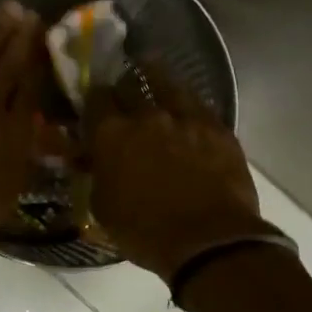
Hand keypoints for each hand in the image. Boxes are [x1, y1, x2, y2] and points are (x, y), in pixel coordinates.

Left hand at [0, 1, 43, 256]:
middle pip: (7, 62)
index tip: (45, 36)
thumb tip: (36, 130)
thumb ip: (23, 155)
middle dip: (19, 35)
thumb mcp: (8, 191)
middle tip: (28, 11)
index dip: (38, 59)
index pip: (31, 85)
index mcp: (14, 130)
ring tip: (5, 9)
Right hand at [88, 65, 268, 282]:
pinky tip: (186, 104)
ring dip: (157, 77)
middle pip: (130, 84)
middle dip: (123, 85)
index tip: (93, 102)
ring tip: (152, 70)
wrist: (209, 242)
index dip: (93, 98)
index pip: (95, 99)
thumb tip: (94, 161)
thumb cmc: (145, 232)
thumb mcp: (104, 208)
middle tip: (122, 90)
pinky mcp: (218, 128)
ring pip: (168, 84)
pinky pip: (199, 104)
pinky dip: (187, 102)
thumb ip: (97, 176)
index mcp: (111, 135)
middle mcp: (147, 116)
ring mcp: (186, 118)